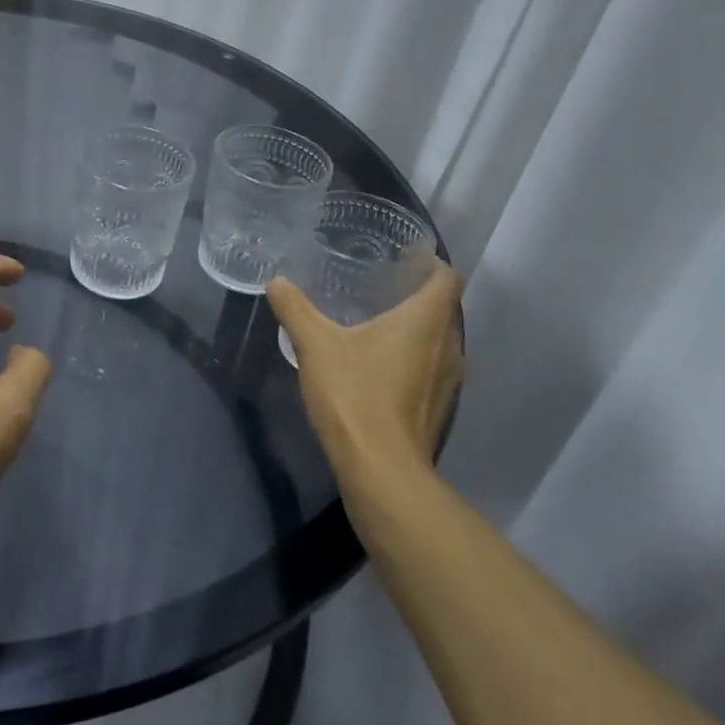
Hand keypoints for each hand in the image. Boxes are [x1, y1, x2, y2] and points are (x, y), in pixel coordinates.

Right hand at [266, 259, 463, 495]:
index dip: (430, 262)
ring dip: (417, 327)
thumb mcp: (314, 344)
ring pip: (440, 341)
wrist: (381, 469)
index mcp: (425, 322)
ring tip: (379, 318)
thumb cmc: (355, 394)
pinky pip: (432, 367)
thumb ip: (295, 308)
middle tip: (382, 282)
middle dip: (419, 293)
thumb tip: (276, 282)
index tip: (405, 255)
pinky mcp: (437, 409)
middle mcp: (448, 347)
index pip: (446, 279)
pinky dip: (413, 355)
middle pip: (445, 309)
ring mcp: (448, 382)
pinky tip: (379, 361)